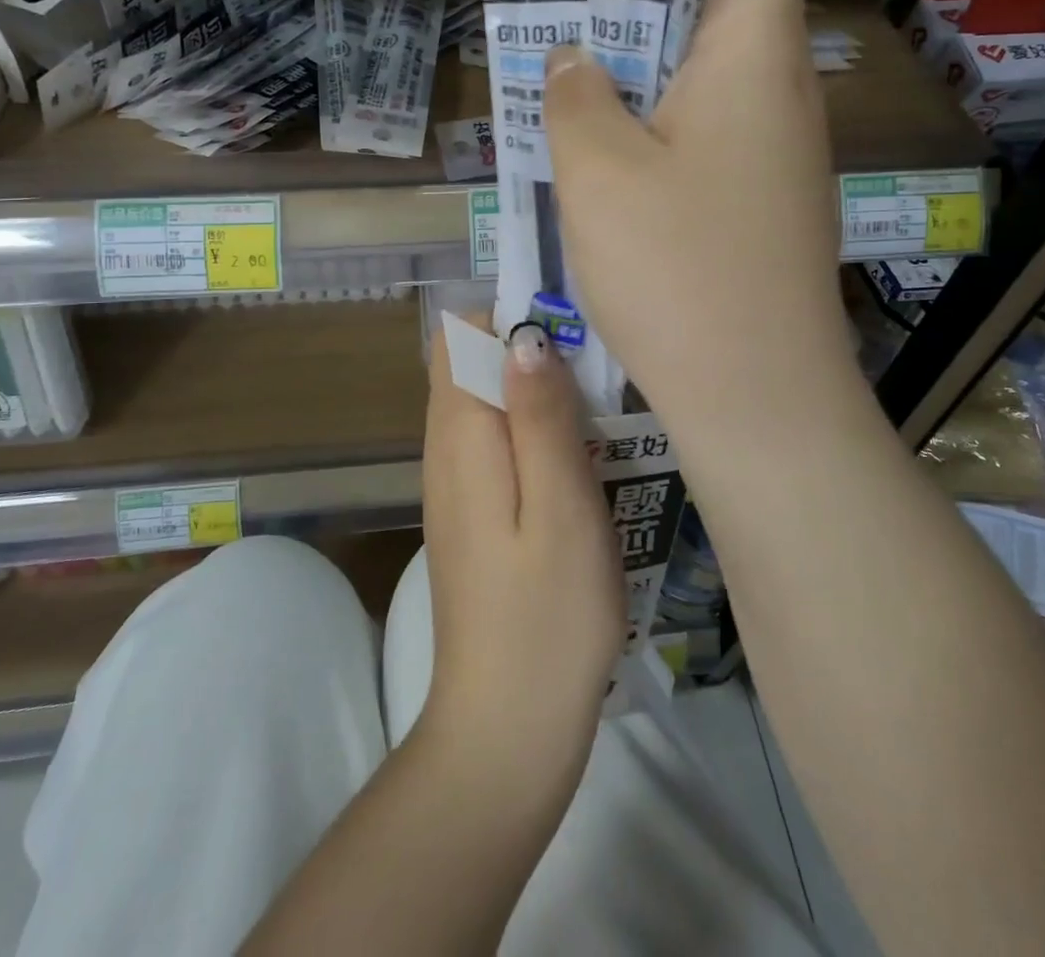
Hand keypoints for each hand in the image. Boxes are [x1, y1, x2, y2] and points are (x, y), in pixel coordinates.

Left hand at [419, 319, 624, 773]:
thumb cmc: (546, 615)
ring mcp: (456, 484)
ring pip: (488, 403)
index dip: (510, 317)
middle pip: (472, 365)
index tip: (571, 330)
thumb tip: (523, 335)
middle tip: (597, 379)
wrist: (508, 727)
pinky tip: (579, 465)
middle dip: (531, 353)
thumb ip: (539, 415)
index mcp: (460, 437)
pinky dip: (534, 433)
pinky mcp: (475, 514)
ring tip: (598, 418)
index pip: (459, 337)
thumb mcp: (560, 505)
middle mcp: (445, 450)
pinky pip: (497, 444)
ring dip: (538, 395)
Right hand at [543, 0, 853, 465]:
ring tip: (572, 55)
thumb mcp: (598, 171)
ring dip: (647, 51)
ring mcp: (779, 148)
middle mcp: (781, 87)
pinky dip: (661, 112)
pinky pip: (711, 125)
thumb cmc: (679, 269)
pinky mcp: (763, 198)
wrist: (759, 397)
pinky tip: (604, 143)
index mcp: (754, 52)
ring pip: (712, 66)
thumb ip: (575, 96)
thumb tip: (573, 60)